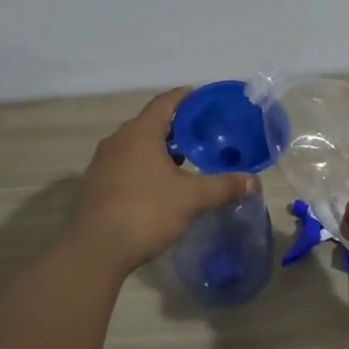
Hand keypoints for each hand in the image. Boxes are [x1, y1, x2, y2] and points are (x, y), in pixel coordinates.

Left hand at [70, 87, 256, 274]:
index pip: (165, 102)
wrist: (94, 251)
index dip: (185, 97)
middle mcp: (118, 140)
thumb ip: (223, 186)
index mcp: (140, 132)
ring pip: (136, 145)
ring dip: (159, 149)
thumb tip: (254, 182)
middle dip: (176, 127)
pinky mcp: (95, 184)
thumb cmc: (145, 212)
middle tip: (201, 134)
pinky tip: (158, 186)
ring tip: (184, 161)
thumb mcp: (191, 198)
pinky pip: (125, 164)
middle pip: (150, 123)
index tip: (202, 98)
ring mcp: (102, 163)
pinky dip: (144, 166)